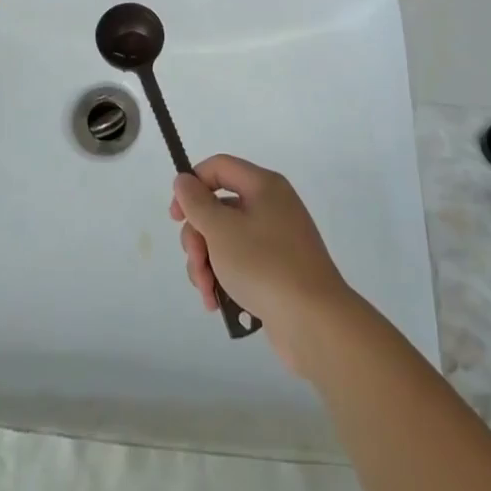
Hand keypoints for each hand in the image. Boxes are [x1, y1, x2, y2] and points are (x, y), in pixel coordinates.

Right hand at [169, 155, 358, 375]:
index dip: (192, 184)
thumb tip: (184, 180)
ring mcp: (276, 240)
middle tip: (197, 265)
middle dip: (198, 239)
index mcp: (263, 186)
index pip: (218, 167)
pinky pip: (240, 263)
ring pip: (225, 240)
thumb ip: (196, 202)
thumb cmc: (265, 266)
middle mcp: (271, 206)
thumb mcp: (221, 230)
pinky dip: (224, 279)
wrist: (315, 323)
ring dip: (207, 264)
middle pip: (218, 208)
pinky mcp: (276, 271)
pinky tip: (217, 304)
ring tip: (207, 293)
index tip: (175, 216)